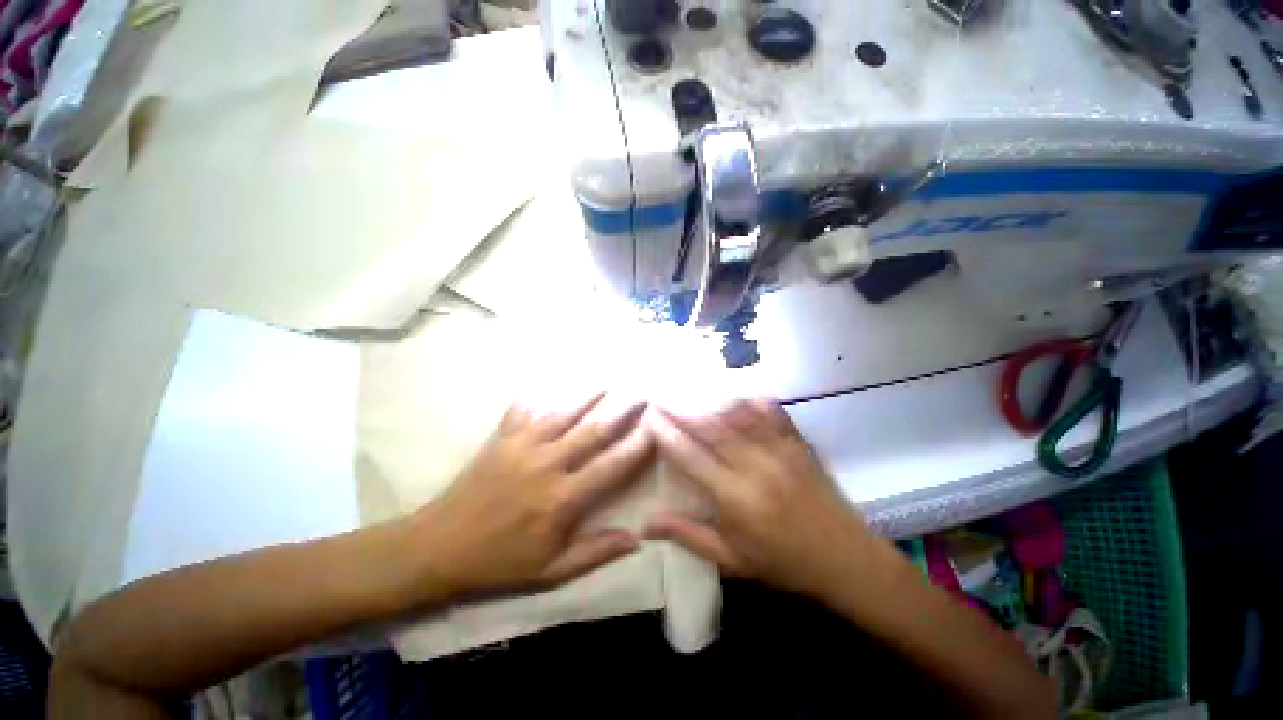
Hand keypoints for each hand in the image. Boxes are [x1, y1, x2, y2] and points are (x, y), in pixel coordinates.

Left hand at [409, 393, 653, 599]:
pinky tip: (549, 382)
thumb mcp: (551, 572)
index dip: (636, 447)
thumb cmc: (499, 562)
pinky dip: (538, 394)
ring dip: (587, 396)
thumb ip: (595, 553)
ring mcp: (522, 446)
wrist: (438, 547)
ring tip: (607, 382)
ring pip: (562, 413)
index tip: (654, 430)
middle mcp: (546, 464)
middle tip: (640, 395)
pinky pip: (523, 409)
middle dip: (621, 411)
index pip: (610, 466)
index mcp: (562, 498)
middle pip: (592, 431)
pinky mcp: (501, 438)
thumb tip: (637, 539)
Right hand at [646, 398, 879, 596]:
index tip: (649, 417)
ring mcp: (781, 450)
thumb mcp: (732, 560)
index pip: (691, 458)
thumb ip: (688, 536)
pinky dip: (752, 400)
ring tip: (689, 394)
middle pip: (711, 429)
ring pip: (738, 416)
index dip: (667, 435)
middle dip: (682, 411)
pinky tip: (738, 395)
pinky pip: (773, 412)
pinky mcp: (799, 443)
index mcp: (737, 498)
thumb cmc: (783, 564)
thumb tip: (646, 524)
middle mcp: (756, 466)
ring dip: (711, 403)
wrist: (847, 560)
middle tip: (661, 398)